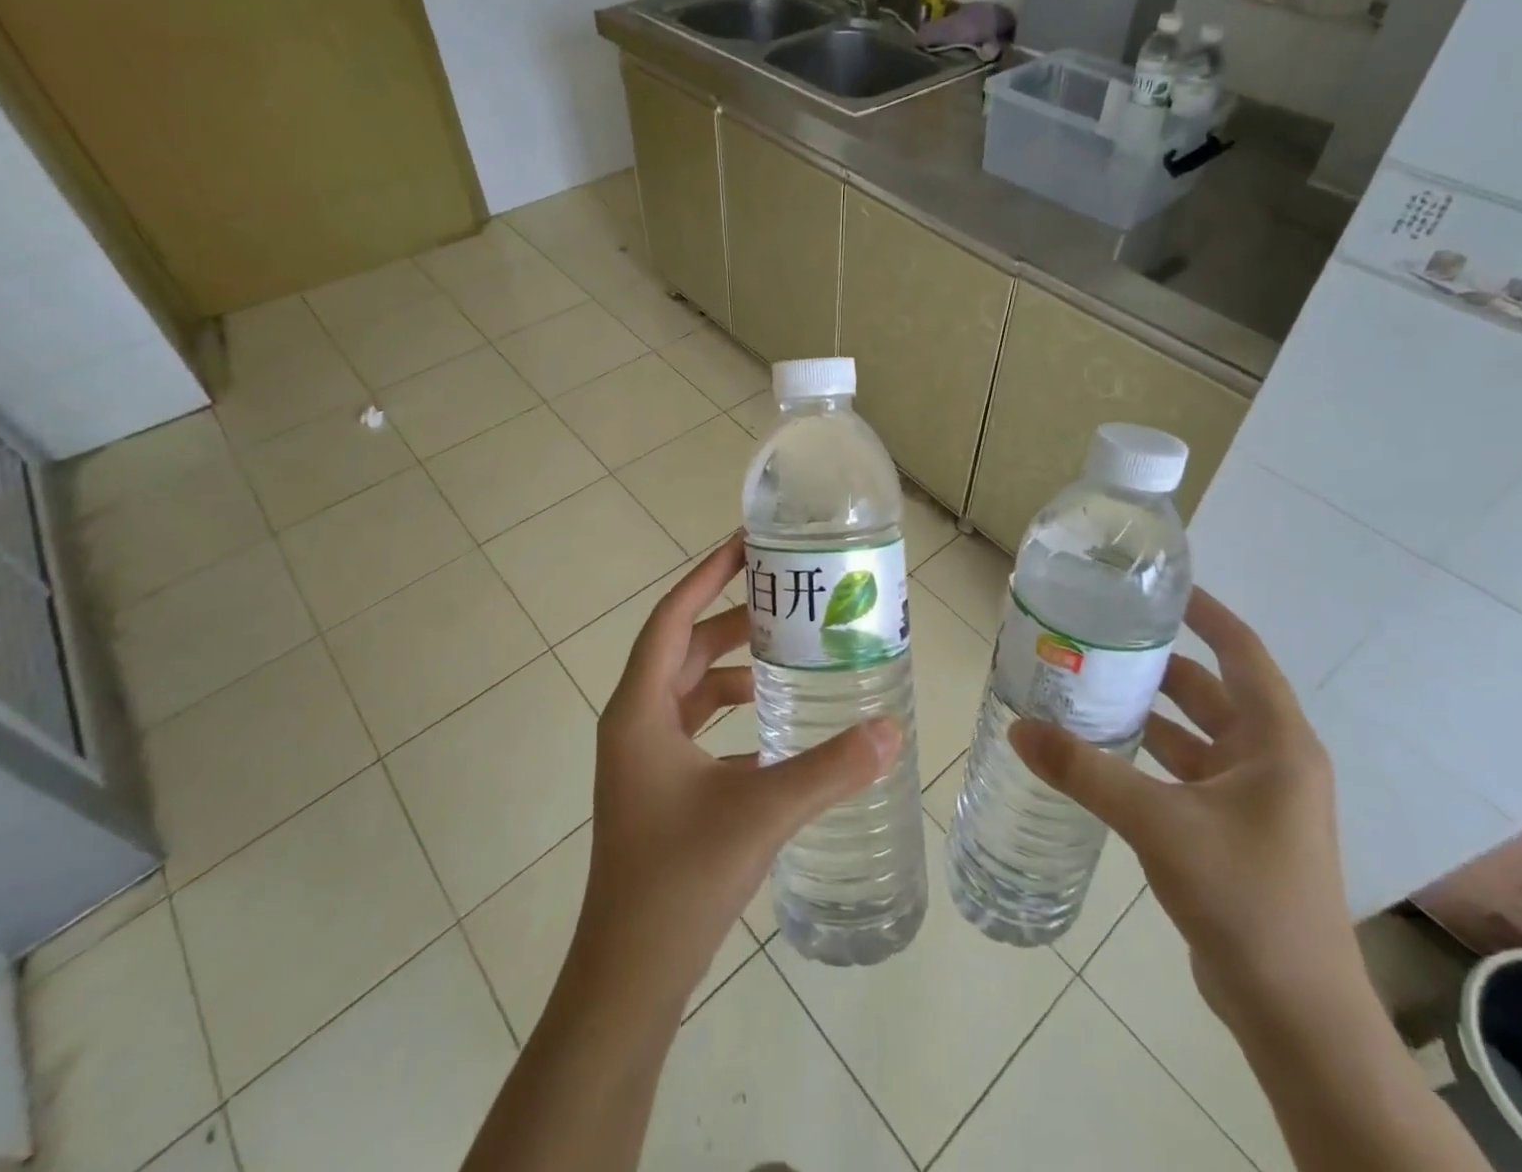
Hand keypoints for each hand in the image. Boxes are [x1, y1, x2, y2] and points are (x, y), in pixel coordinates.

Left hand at [573, 534, 900, 1007]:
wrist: (629, 977)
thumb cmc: (679, 879)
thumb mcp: (761, 812)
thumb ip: (829, 769)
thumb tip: (892, 729)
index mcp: (640, 710)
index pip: (672, 617)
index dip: (706, 576)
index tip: (746, 546)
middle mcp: (635, 723)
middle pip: (684, 648)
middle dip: (732, 618)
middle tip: (786, 597)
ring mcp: (643, 758)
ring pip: (690, 689)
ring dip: (732, 666)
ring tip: (787, 653)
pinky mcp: (658, 788)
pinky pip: (696, 727)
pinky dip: (731, 713)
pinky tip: (775, 724)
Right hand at [1010, 589, 1354, 1023]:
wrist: (1294, 1012)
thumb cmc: (1243, 896)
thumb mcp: (1157, 822)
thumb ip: (1085, 771)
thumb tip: (1020, 728)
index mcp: (1277, 743)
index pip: (1242, 652)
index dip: (1206, 613)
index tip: (1159, 588)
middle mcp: (1272, 761)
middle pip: (1211, 691)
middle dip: (1158, 665)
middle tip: (1099, 640)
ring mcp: (1254, 800)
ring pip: (1195, 735)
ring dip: (1149, 713)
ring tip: (1088, 688)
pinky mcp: (1233, 831)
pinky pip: (1185, 773)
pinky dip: (1149, 756)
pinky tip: (1102, 753)